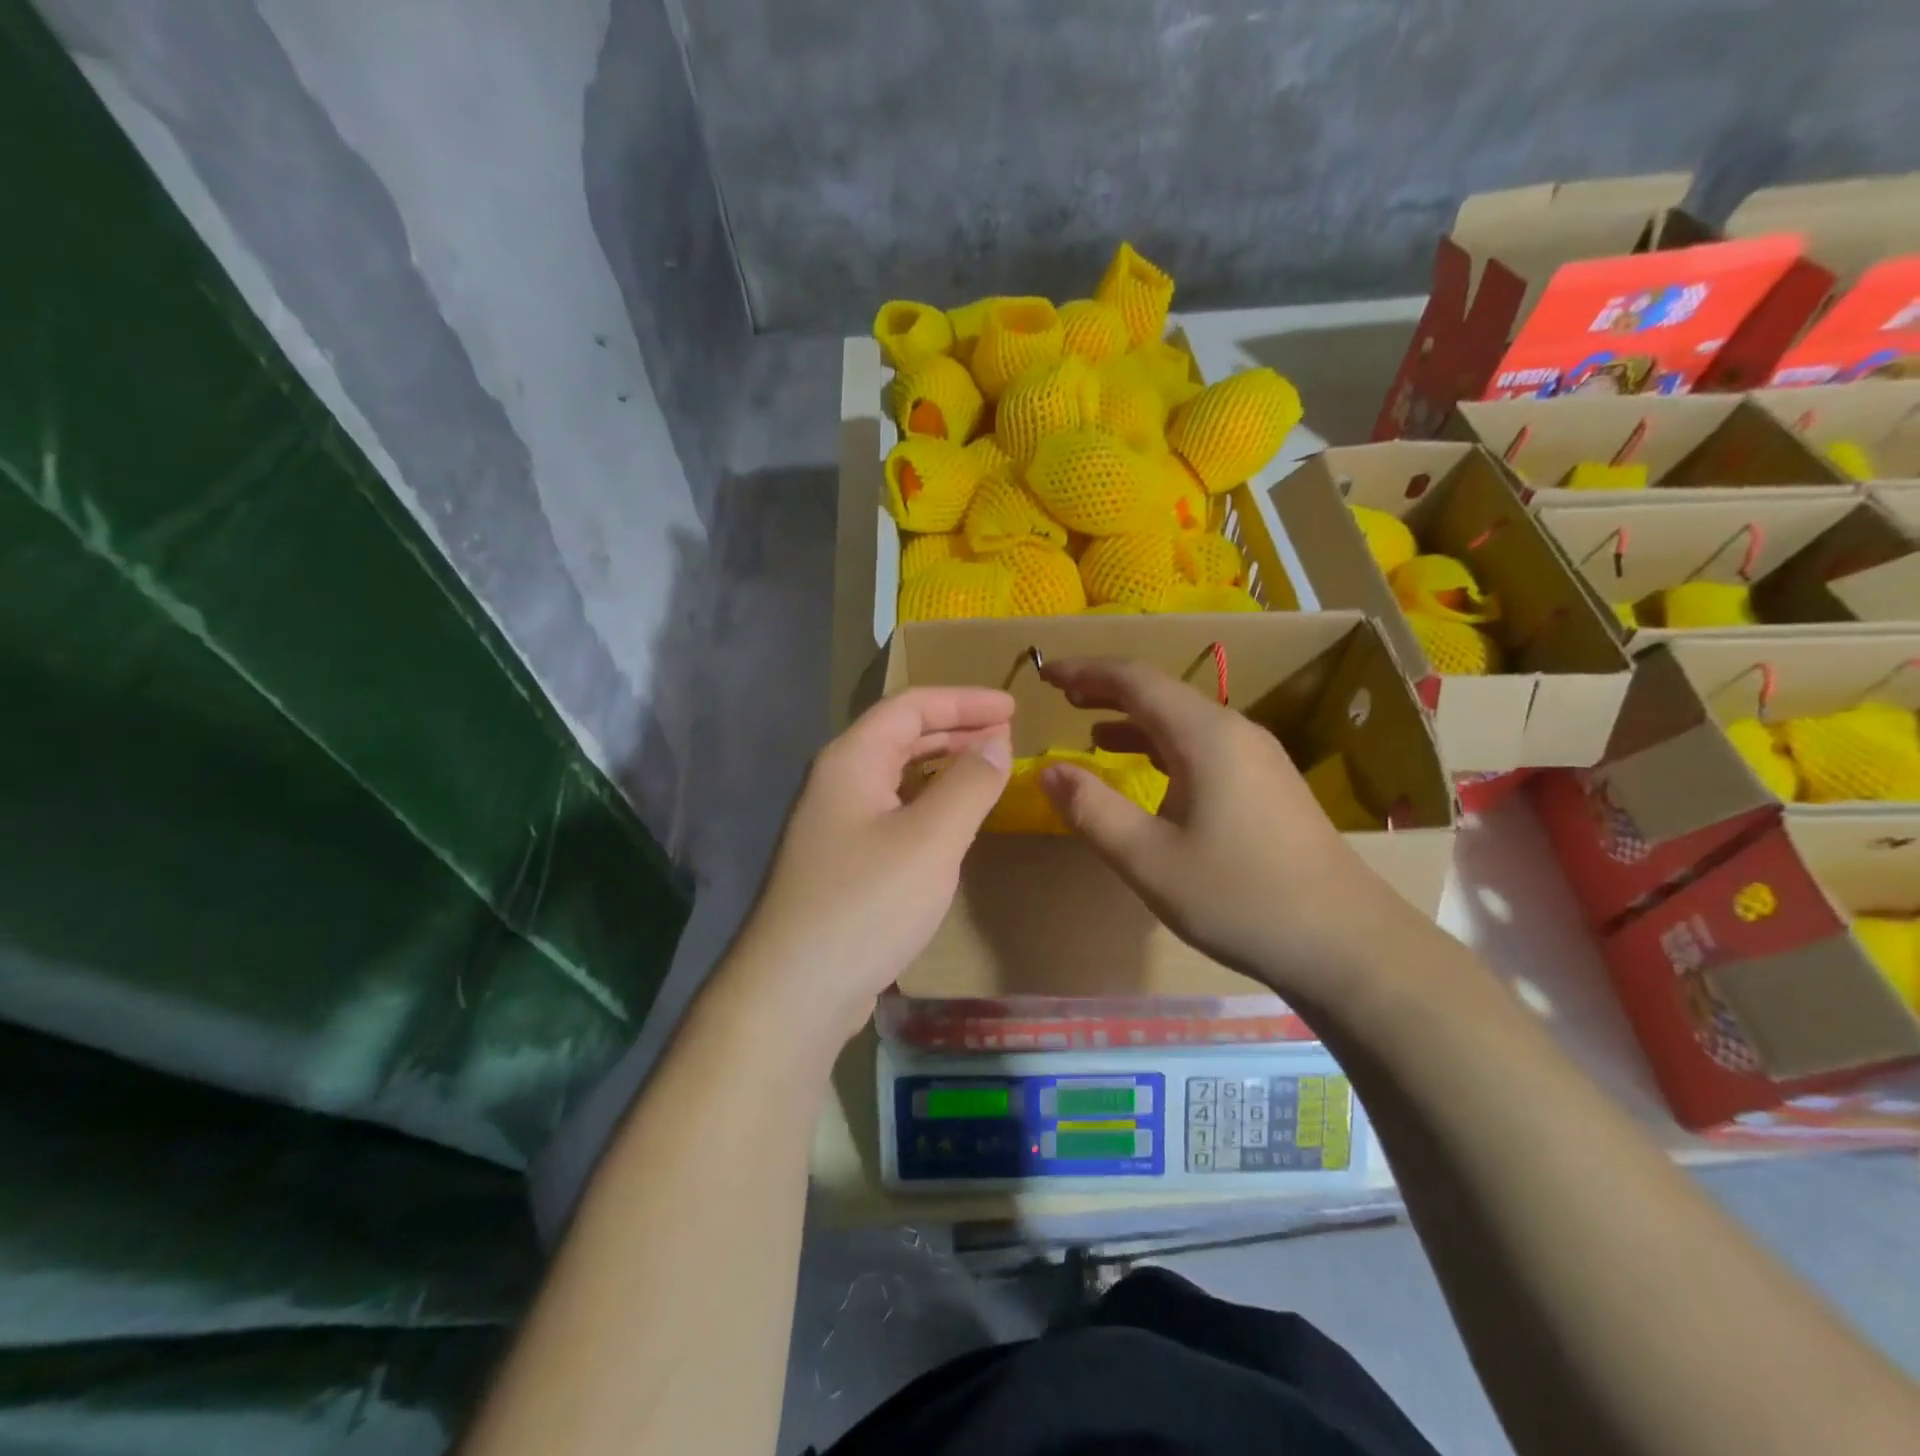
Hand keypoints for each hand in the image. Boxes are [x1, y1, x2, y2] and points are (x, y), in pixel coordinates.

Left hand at [726, 688, 1013, 1052]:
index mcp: (851, 760)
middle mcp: (837, 782)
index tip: (1012, 707)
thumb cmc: (867, 903)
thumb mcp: (931, 839)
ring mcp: (834, 823)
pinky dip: (928, 802)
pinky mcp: (841, 861)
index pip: (911, 707)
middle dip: (955, 729)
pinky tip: (951, 819)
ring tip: (986, 767)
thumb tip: (996, 740)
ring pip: (895, 775)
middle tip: (1006, 733)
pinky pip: (892, 810)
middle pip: (900, 736)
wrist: (795, 990)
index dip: (964, 700)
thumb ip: (970, 783)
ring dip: (942, 765)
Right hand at [1036, 657, 1414, 1002]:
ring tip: (1089, 726)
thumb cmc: (1238, 897)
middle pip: (1161, 693)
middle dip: (1107, 689)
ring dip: (1134, 718)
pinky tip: (1145, 768)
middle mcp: (1234, 732)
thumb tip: (1047, 770)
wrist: (1345, 943)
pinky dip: (1162, 745)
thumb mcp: (1148, 858)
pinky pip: (1203, 746)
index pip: (1135, 679)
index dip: (1086, 672)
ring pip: (1184, 720)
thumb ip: (1091, 809)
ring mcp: (1257, 757)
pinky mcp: (1267, 785)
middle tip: (1060, 695)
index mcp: (1205, 735)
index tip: (1045, 674)